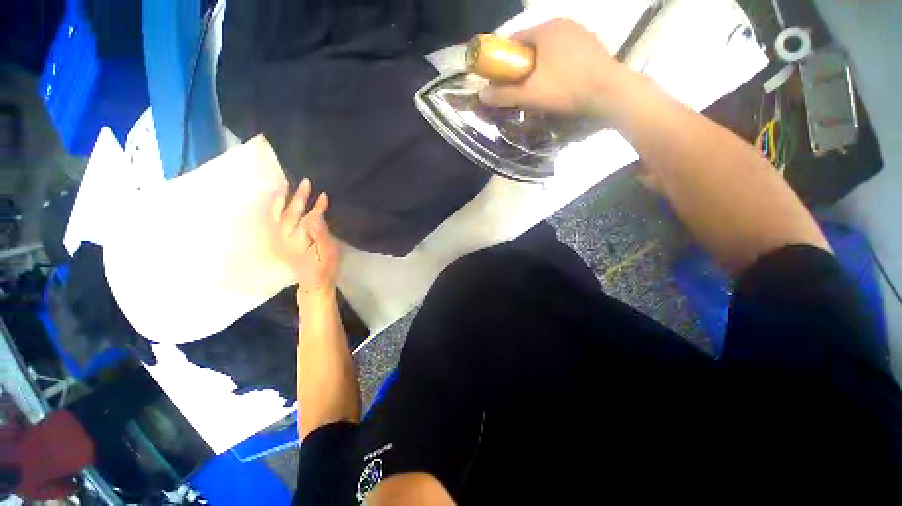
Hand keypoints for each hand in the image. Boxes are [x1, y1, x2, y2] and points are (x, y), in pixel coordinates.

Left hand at [272, 178, 339, 296]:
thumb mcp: (329, 255)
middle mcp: (285, 240)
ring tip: (284, 186)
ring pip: (276, 217)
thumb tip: (316, 218)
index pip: (308, 220)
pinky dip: (273, 210)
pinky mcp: (277, 242)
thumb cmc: (325, 269)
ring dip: (280, 200)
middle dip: (298, 198)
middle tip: (305, 182)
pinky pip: (272, 222)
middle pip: (290, 215)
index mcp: (300, 243)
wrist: (312, 284)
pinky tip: (277, 200)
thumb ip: (322, 237)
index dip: (317, 208)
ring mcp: (278, 241)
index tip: (324, 195)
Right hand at [478, 19, 631, 116]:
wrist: (609, 93)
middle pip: (532, 45)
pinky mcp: (592, 46)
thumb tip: (481, 94)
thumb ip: (503, 94)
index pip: (515, 39)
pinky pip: (565, 54)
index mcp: (546, 28)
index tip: (499, 77)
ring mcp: (580, 33)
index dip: (503, 58)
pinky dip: (556, 66)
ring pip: (549, 50)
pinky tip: (558, 83)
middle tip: (518, 87)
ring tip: (537, 88)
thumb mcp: (529, 94)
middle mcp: (563, 24)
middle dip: (521, 65)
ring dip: (539, 66)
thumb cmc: (565, 89)